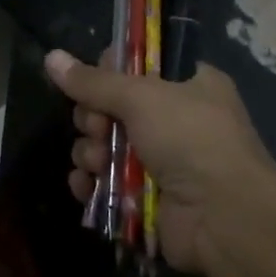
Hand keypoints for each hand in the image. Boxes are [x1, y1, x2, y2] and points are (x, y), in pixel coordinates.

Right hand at [47, 48, 275, 271]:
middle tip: (98, 127)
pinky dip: (91, 183)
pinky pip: (105, 182)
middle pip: (112, 107)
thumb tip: (50, 56)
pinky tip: (85, 186)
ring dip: (90, 152)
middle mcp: (175, 119)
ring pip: (104, 145)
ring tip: (97, 162)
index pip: (137, 65)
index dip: (110, 72)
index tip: (95, 82)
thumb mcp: (141, 97)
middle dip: (94, 118)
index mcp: (188, 84)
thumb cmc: (190, 140)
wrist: (225, 220)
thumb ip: (93, 81)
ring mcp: (160, 161)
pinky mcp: (146, 197)